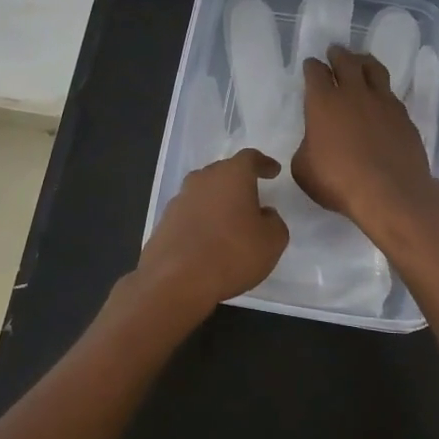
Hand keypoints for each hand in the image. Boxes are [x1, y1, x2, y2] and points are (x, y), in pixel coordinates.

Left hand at [131, 148, 289, 322]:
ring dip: (218, 201)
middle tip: (252, 196)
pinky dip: (202, 220)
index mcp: (232, 175)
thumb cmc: (232, 254)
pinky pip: (190, 213)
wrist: (175, 281)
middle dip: (238, 182)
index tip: (273, 171)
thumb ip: (274, 222)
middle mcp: (203, 179)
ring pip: (204, 192)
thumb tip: (264, 214)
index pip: (250, 158)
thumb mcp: (272, 241)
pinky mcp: (164, 221)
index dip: (264, 163)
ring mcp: (180, 199)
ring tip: (230, 220)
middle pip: (223, 172)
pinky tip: (208, 239)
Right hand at [293, 46, 438, 240]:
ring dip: (364, 62)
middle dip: (337, 54)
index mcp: (323, 102)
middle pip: (346, 62)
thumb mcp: (304, 169)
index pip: (315, 73)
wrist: (390, 192)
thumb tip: (314, 142)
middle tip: (335, 51)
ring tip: (361, 61)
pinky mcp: (404, 116)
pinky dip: (383, 91)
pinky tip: (381, 99)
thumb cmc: (338, 181)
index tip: (311, 64)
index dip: (312, 67)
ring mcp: (383, 102)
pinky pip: (391, 94)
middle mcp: (353, 93)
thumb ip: (306, 147)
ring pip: (374, 69)